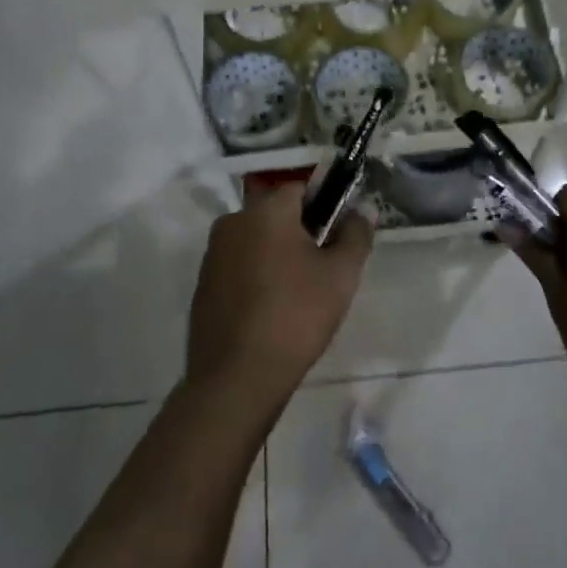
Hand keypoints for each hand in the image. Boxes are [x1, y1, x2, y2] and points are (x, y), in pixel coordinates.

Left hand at [187, 183, 372, 407]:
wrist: (236, 379)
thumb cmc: (295, 317)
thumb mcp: (341, 275)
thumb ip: (356, 234)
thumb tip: (363, 209)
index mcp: (266, 211)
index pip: (301, 189)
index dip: (326, 206)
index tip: (339, 235)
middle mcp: (233, 222)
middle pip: (276, 213)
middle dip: (301, 231)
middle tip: (324, 267)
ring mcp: (213, 254)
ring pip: (257, 240)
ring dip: (278, 254)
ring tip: (299, 292)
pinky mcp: (203, 284)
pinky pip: (238, 265)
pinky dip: (257, 275)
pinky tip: (271, 309)